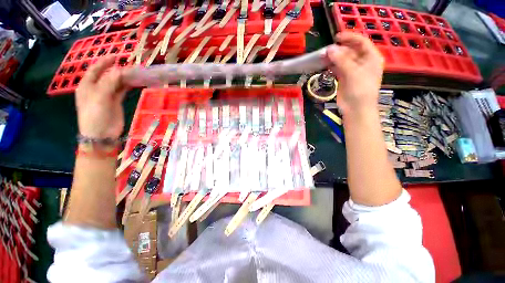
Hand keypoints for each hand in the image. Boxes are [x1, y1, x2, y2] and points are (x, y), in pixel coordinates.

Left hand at [75, 57, 129, 138]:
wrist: (101, 135)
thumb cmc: (95, 116)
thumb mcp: (99, 98)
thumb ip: (109, 83)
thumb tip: (120, 70)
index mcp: (87, 86)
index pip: (96, 69)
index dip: (105, 62)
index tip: (117, 56)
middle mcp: (96, 88)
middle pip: (107, 75)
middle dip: (117, 69)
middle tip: (131, 65)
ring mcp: (106, 95)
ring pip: (116, 83)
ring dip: (124, 78)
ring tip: (135, 73)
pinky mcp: (116, 102)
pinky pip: (121, 90)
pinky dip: (127, 86)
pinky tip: (134, 82)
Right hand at [326, 32, 383, 115]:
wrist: (356, 109)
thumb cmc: (360, 90)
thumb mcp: (353, 73)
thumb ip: (341, 60)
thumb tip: (329, 49)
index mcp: (371, 58)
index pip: (361, 42)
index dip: (349, 38)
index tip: (336, 37)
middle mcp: (362, 62)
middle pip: (350, 50)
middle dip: (339, 49)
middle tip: (326, 51)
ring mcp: (353, 70)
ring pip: (342, 60)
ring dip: (333, 57)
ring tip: (323, 56)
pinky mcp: (344, 78)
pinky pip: (338, 68)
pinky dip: (332, 66)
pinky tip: (325, 64)